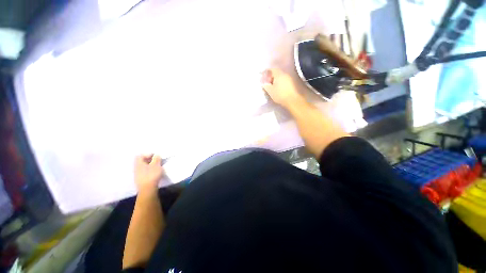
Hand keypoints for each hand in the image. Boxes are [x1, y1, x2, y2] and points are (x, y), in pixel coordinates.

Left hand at [134, 154, 164, 192]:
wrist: (147, 189)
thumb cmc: (152, 175)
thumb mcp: (156, 165)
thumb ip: (156, 159)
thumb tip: (156, 155)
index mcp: (139, 163)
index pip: (140, 156)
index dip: (147, 154)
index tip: (155, 156)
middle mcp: (136, 168)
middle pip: (141, 162)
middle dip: (149, 160)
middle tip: (157, 161)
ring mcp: (137, 175)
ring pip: (143, 167)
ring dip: (150, 166)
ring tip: (157, 167)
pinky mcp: (140, 180)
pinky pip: (144, 172)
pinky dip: (149, 171)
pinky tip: (154, 173)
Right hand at [261, 68, 303, 107]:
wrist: (293, 100)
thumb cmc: (280, 95)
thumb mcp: (270, 91)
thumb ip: (265, 85)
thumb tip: (263, 82)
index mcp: (278, 74)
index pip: (271, 70)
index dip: (266, 73)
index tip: (262, 78)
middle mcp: (285, 74)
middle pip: (276, 73)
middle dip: (270, 77)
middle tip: (266, 83)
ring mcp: (290, 78)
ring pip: (280, 77)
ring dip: (276, 81)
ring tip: (272, 87)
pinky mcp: (292, 84)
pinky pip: (284, 81)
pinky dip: (280, 84)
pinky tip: (278, 89)